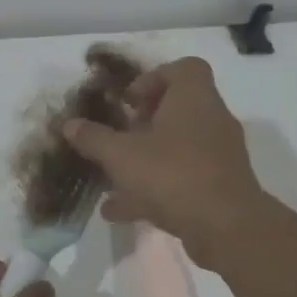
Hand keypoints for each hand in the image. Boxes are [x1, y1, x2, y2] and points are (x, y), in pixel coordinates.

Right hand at [62, 56, 270, 270]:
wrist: (227, 228)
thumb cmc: (173, 175)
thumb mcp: (121, 155)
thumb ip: (93, 138)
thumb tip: (69, 125)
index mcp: (193, 99)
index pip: (184, 68)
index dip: (153, 78)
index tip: (129, 102)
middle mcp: (211, 120)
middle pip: (178, 109)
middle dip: (143, 123)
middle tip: (118, 137)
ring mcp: (218, 156)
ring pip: (177, 147)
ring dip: (145, 158)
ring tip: (112, 177)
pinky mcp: (219, 187)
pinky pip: (182, 178)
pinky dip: (153, 189)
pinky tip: (120, 211)